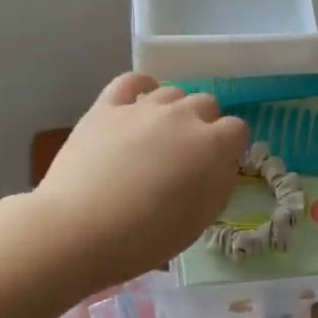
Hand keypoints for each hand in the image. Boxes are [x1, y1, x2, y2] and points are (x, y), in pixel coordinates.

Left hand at [34, 73, 248, 288]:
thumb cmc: (146, 237)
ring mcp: (142, 107)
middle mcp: (182, 116)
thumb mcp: (200, 220)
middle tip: (187, 156)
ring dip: (174, 110)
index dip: (230, 147)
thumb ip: (219, 185)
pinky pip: (131, 81)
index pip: (237, 130)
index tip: (217, 166)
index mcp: (211, 146)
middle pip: (206, 103)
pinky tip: (139, 102)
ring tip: (159, 137)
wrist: (80, 229)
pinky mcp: (107, 107)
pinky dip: (141, 87)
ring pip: (172, 92)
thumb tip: (221, 165)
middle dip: (204, 125)